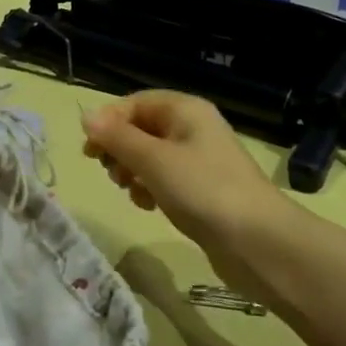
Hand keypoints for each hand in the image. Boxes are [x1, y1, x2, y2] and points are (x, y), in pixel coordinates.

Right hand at [81, 91, 284, 256]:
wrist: (258, 242)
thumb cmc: (203, 190)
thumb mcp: (153, 160)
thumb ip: (117, 138)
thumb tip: (86, 116)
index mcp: (185, 110)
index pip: (135, 103)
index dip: (109, 122)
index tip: (89, 151)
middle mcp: (192, 128)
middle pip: (141, 128)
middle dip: (119, 148)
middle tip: (110, 172)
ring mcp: (199, 160)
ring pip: (150, 156)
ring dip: (132, 171)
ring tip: (129, 191)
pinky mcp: (202, 189)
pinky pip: (164, 178)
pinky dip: (150, 188)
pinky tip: (147, 205)